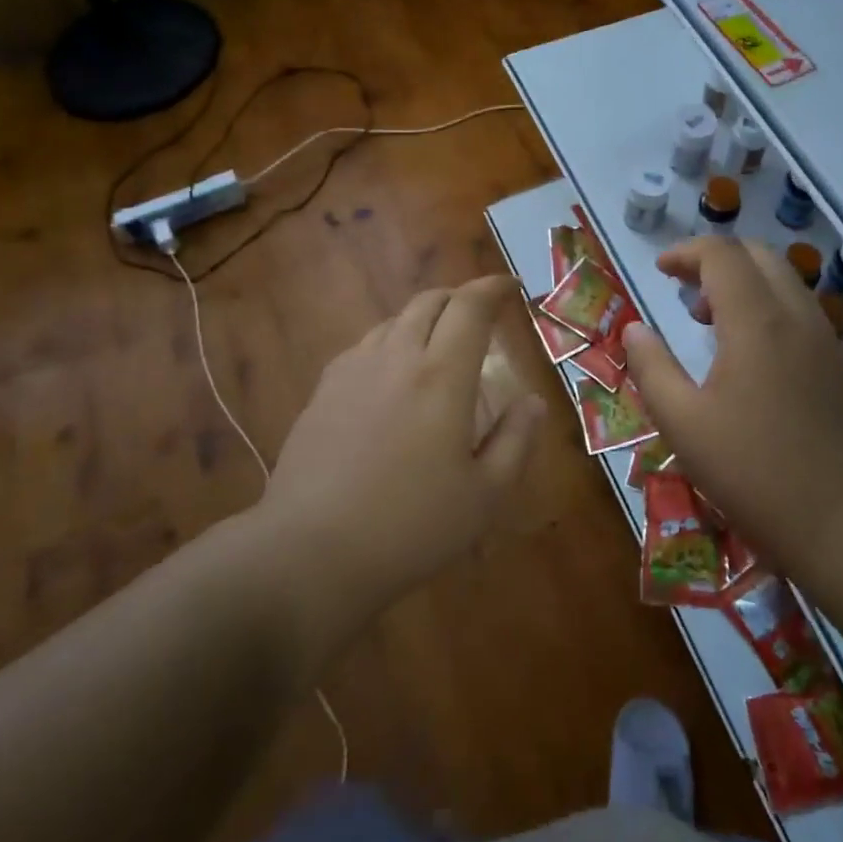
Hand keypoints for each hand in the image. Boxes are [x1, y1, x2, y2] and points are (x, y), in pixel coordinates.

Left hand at [263, 276, 544, 620]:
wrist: (310, 553)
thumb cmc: (411, 527)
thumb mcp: (484, 495)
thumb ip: (516, 440)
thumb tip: (533, 402)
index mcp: (442, 376)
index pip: (470, 307)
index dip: (493, 288)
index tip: (511, 288)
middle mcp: (396, 358)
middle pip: (429, 302)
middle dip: (459, 298)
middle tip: (479, 316)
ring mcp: (353, 371)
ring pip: (394, 321)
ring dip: (423, 320)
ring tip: (437, 346)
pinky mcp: (322, 391)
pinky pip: (363, 347)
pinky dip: (389, 343)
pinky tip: (390, 376)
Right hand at [623, 237, 842, 574]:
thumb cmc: (755, 472)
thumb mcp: (683, 424)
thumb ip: (652, 368)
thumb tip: (633, 329)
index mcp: (756, 321)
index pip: (722, 254)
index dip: (686, 252)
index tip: (660, 270)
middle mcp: (795, 315)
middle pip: (757, 254)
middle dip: (715, 260)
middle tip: (683, 291)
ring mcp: (824, 337)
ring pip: (783, 279)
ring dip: (743, 281)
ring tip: (710, 320)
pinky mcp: (838, 362)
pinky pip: (799, 307)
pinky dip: (767, 304)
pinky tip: (748, 351)